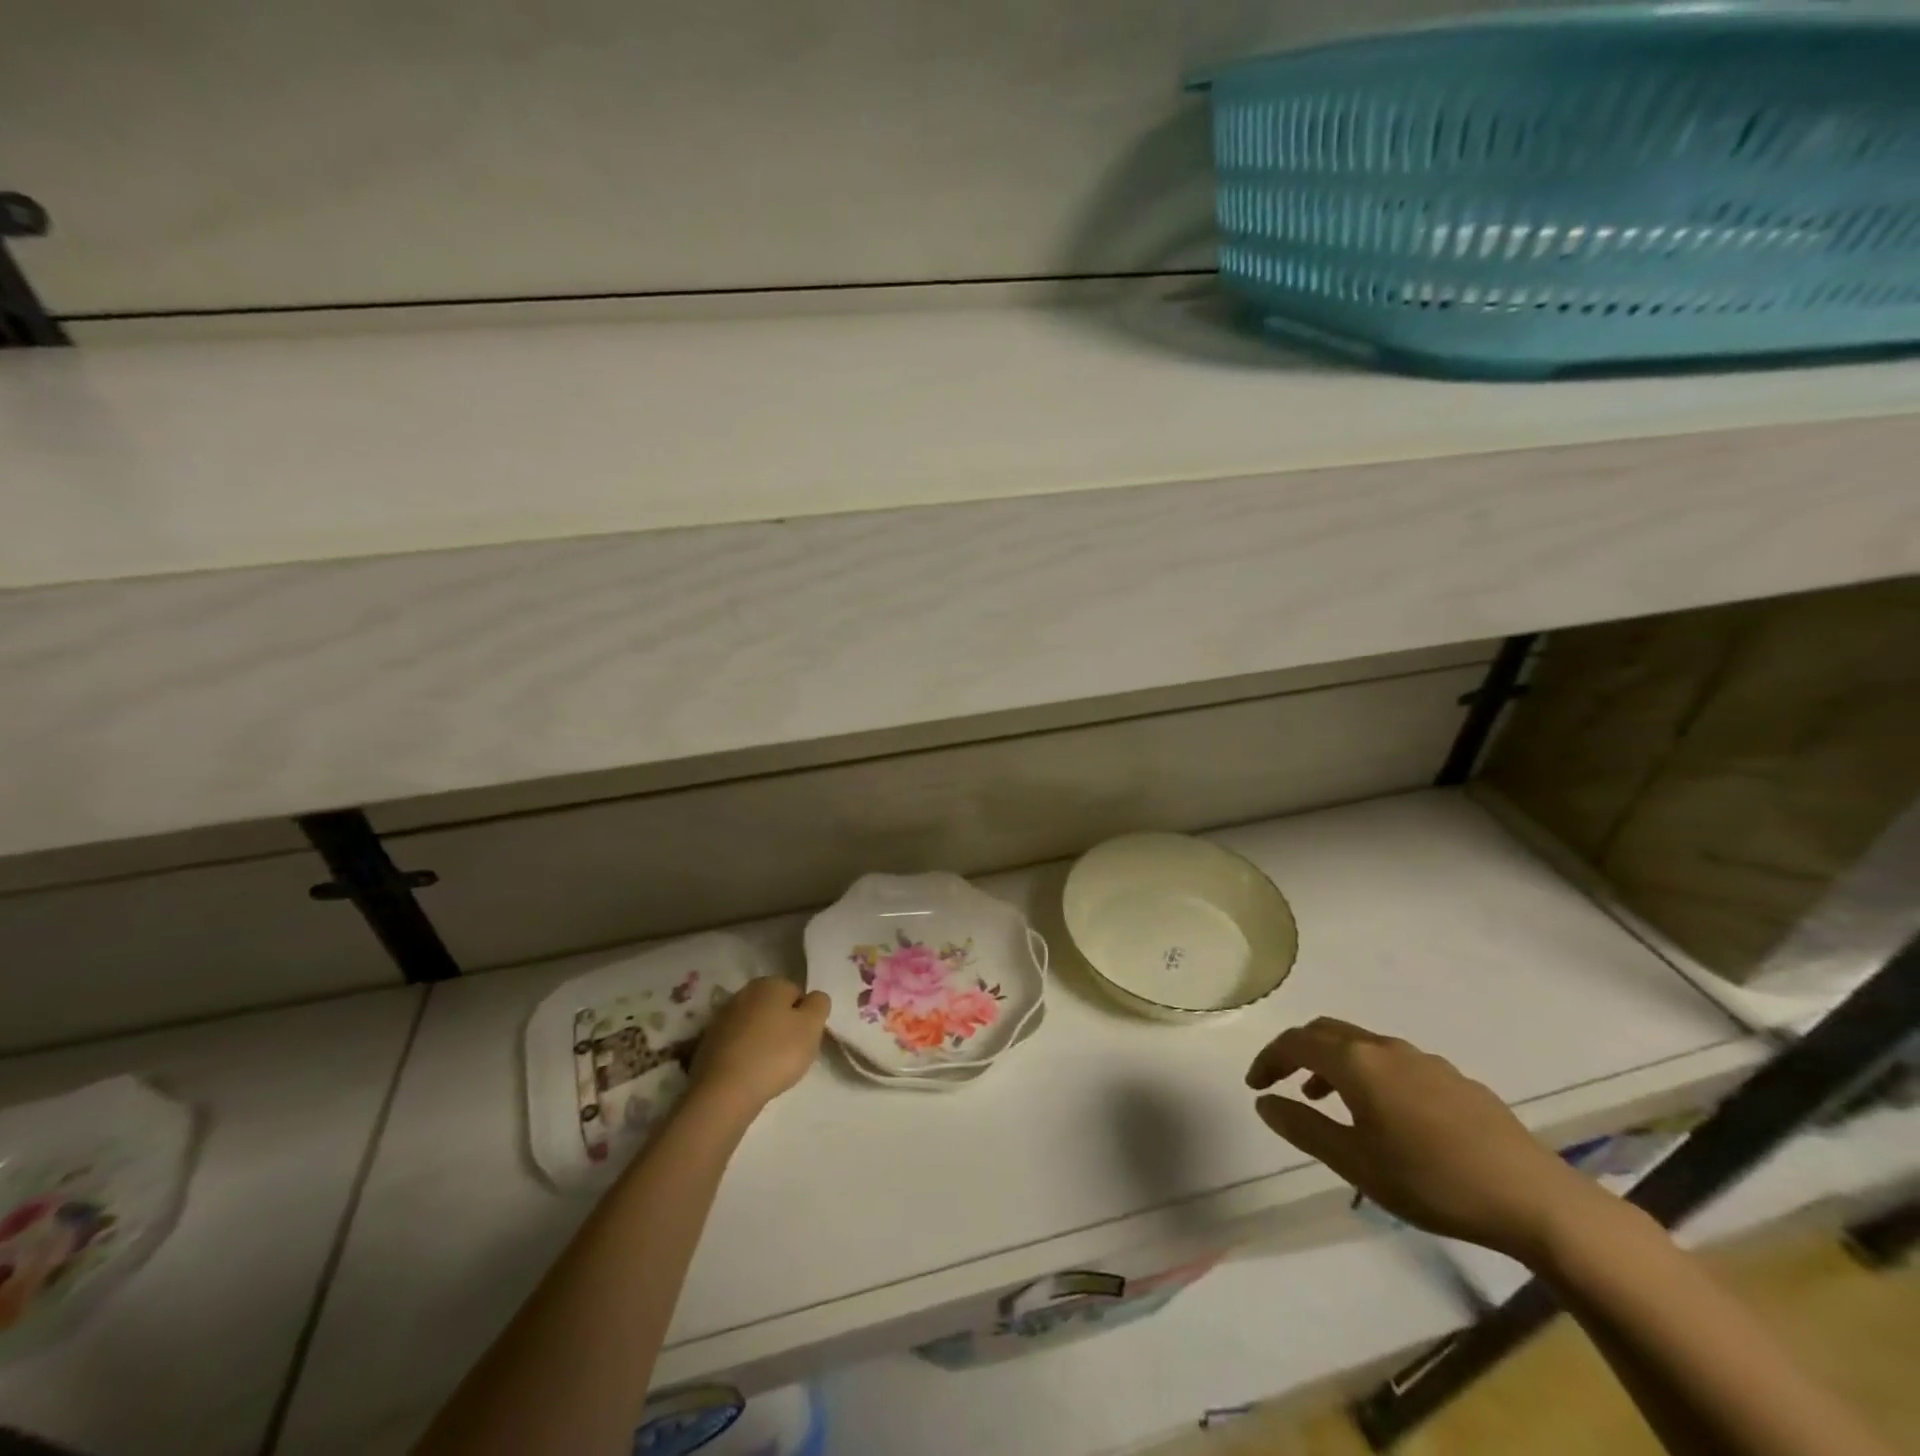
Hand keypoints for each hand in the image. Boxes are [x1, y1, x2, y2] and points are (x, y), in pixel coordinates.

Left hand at [688, 977, 830, 1119]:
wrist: (724, 1091)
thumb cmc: (776, 1054)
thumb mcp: (812, 1026)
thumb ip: (819, 1004)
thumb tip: (813, 998)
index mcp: (770, 983)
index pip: (798, 994)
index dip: (805, 1017)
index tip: (804, 1040)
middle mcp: (744, 992)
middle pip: (774, 1008)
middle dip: (783, 1026)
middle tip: (790, 1054)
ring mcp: (722, 1017)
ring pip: (754, 1025)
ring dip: (763, 1040)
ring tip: (768, 1067)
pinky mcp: (708, 1042)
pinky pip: (737, 1043)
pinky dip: (744, 1053)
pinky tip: (748, 1072)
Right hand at [1246, 1018, 1604, 1265]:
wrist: (1533, 1198)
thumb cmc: (1432, 1181)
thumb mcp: (1355, 1163)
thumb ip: (1304, 1127)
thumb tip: (1264, 1102)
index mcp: (1357, 1062)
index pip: (1296, 1042)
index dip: (1269, 1059)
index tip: (1256, 1085)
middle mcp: (1385, 1048)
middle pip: (1327, 1032)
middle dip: (1298, 1051)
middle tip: (1283, 1082)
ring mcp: (1424, 1060)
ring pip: (1362, 1045)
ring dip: (1334, 1063)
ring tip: (1327, 1099)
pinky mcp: (1454, 1079)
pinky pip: (1394, 1062)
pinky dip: (1369, 1073)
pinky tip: (1384, 1114)